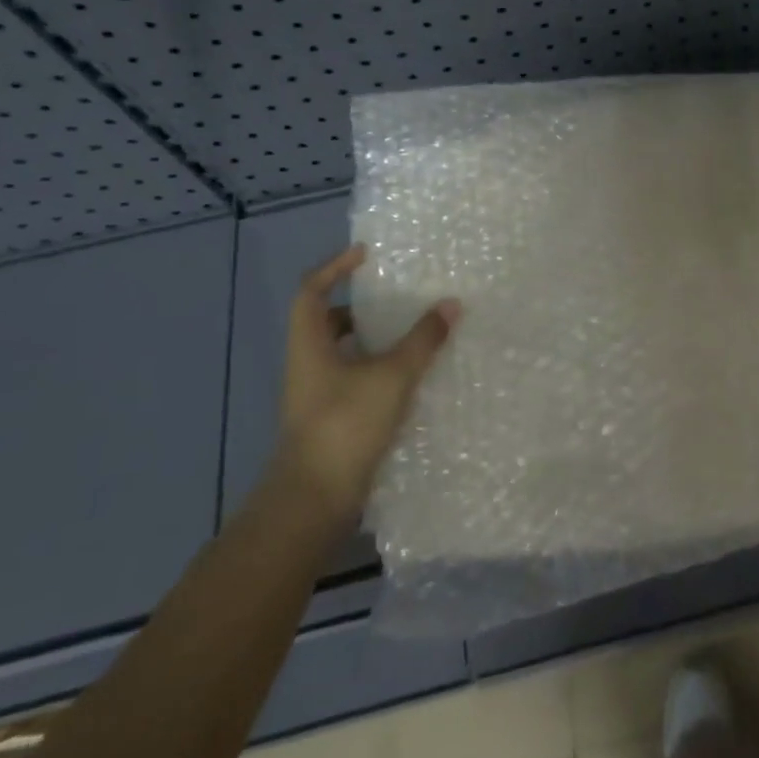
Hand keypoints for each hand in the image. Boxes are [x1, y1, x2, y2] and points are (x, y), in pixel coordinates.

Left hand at [275, 246, 460, 520]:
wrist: (313, 502)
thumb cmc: (345, 426)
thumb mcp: (391, 376)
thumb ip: (422, 339)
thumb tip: (450, 303)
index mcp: (310, 345)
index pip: (311, 291)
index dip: (334, 267)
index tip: (366, 255)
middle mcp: (308, 365)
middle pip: (327, 322)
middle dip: (360, 306)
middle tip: (397, 296)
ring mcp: (318, 396)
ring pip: (344, 353)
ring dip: (374, 340)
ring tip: (413, 332)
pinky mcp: (332, 420)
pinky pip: (356, 380)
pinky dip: (380, 370)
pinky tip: (412, 377)